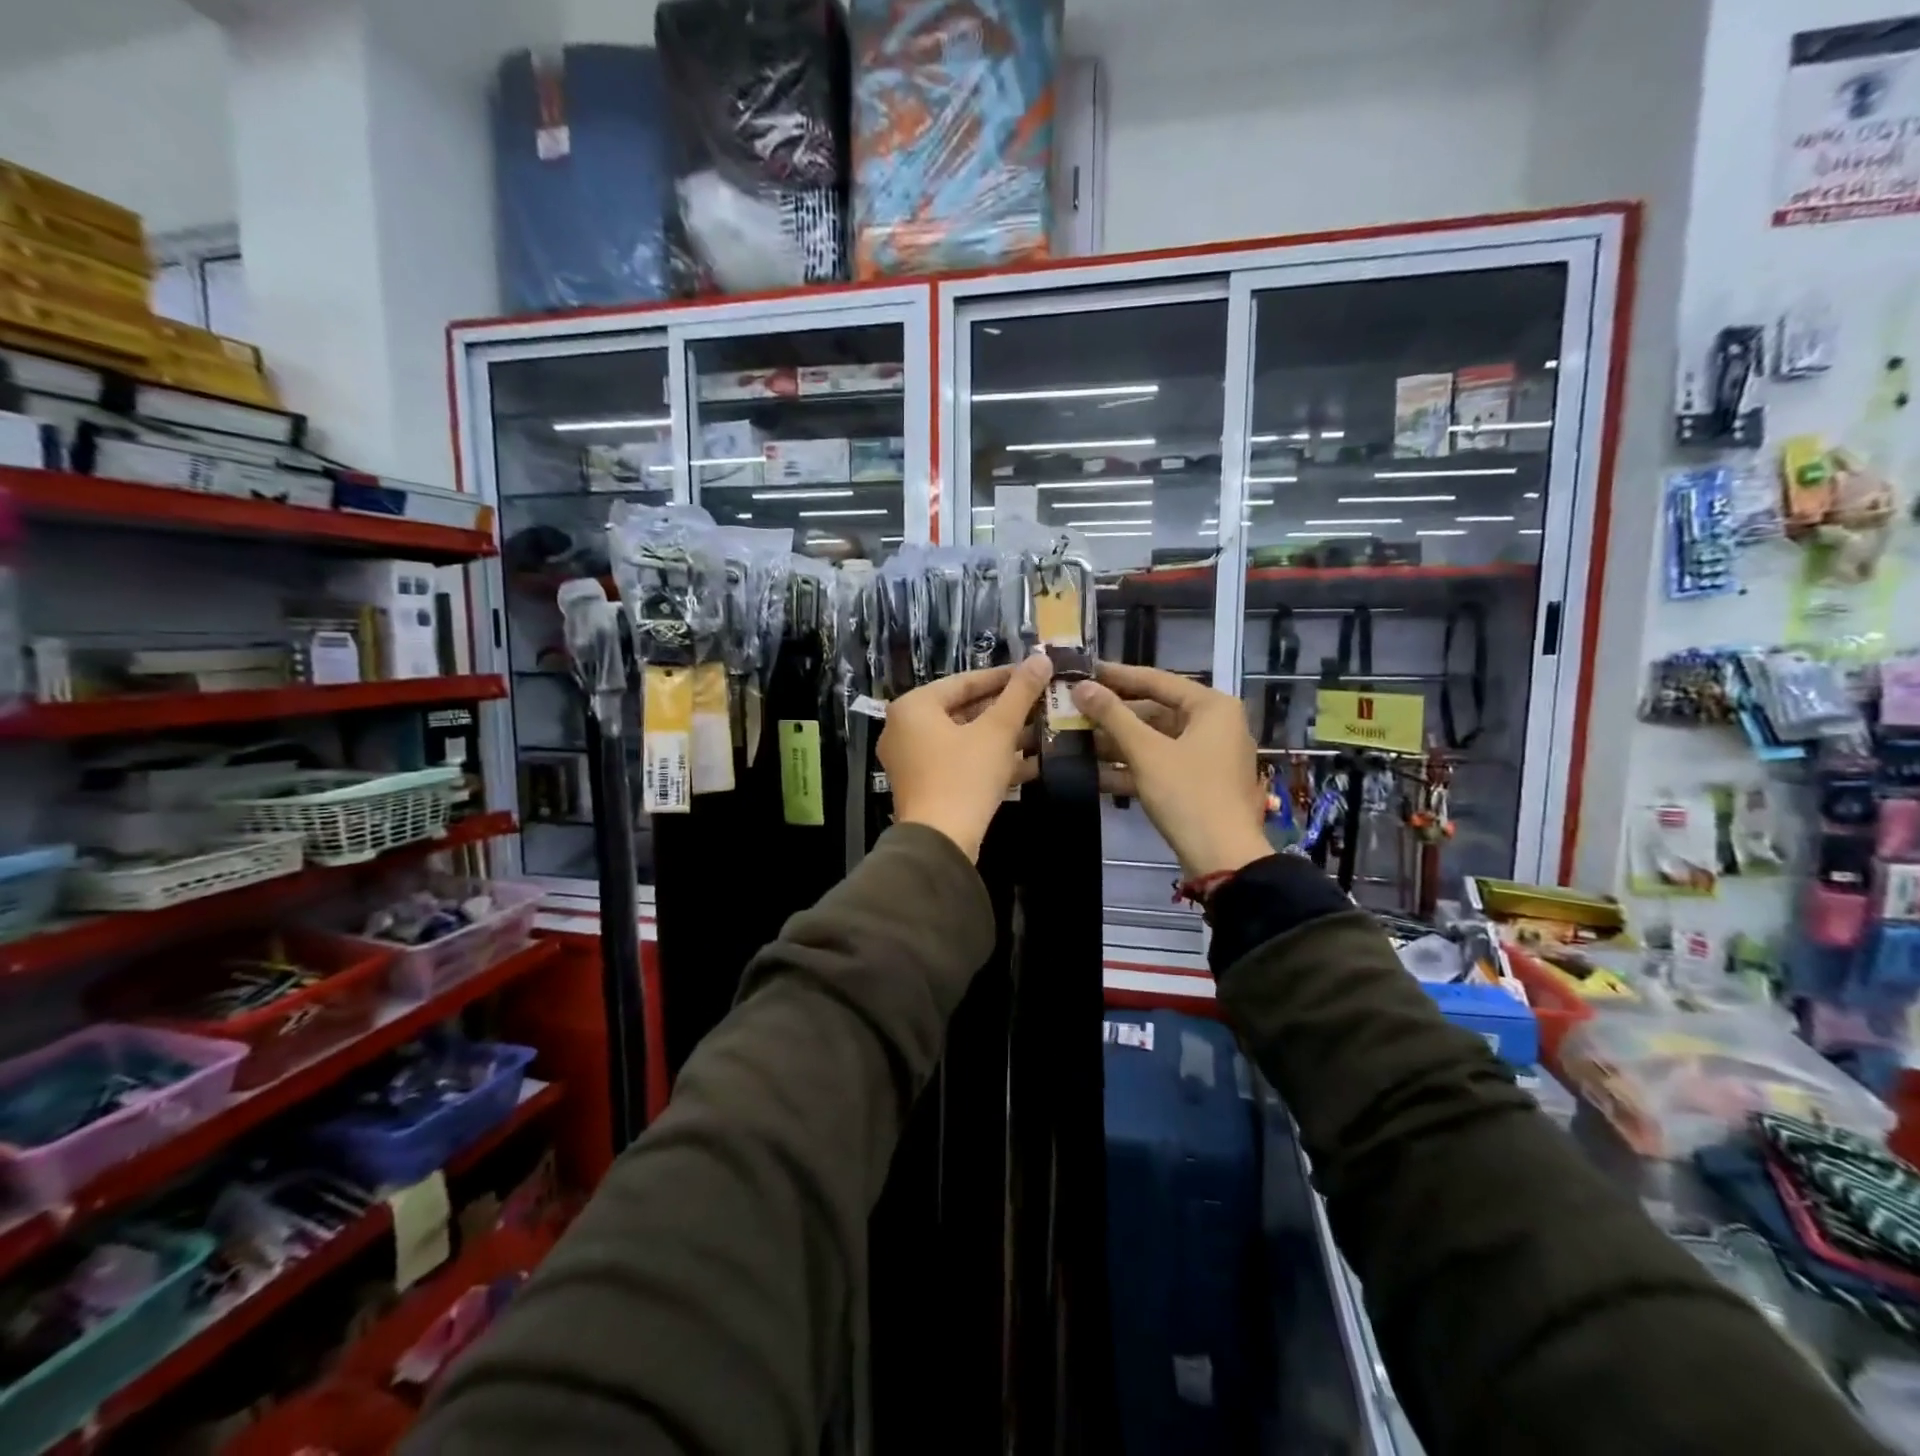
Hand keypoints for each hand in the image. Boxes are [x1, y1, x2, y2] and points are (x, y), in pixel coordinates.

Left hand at [880, 655, 1052, 861]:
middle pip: (963, 710)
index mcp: (914, 707)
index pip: (964, 681)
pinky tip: (1029, 762)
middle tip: (1040, 702)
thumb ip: (1020, 693)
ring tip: (1041, 729)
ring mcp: (911, 760)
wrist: (940, 842)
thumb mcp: (998, 731)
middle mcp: (904, 729)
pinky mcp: (924, 786)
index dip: (1003, 677)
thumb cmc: (964, 776)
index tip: (1034, 674)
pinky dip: (989, 760)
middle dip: (1005, 709)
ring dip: (1002, 736)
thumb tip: (1041, 657)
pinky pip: (959, 762)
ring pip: (964, 738)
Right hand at [1071, 662, 1273, 878]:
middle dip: (1113, 715)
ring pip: (1155, 740)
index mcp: (1212, 707)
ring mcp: (1208, 756)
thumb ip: (1112, 715)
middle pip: (1155, 711)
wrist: (1223, 858)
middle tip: (1074, 708)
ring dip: (1117, 743)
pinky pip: (1160, 765)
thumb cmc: (1188, 794)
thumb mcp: (1146, 752)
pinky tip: (1094, 773)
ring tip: (1075, 740)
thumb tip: (1081, 686)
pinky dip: (1132, 767)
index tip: (1084, 670)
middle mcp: (1215, 725)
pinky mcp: (1199, 784)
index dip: (1118, 676)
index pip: (1158, 680)